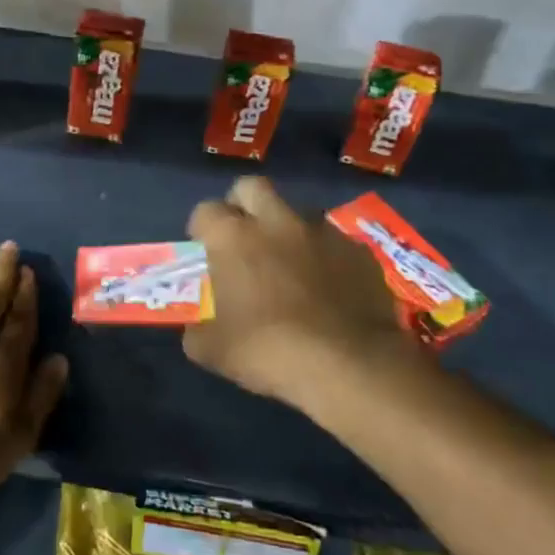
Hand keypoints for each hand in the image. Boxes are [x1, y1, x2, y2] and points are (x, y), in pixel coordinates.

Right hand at [183, 176, 414, 409]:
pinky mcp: (357, 250)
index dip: (202, 229)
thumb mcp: (212, 351)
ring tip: (290, 265)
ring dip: (287, 230)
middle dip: (243, 206)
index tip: (205, 253)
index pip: (205, 211)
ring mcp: (321, 231)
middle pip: (251, 187)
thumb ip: (197, 329)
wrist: (348, 366)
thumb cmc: (268, 351)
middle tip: (244, 239)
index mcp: (233, 237)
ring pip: (297, 212)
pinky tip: (328, 288)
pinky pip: (333, 242)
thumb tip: (197, 327)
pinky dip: (324, 257)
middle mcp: (275, 221)